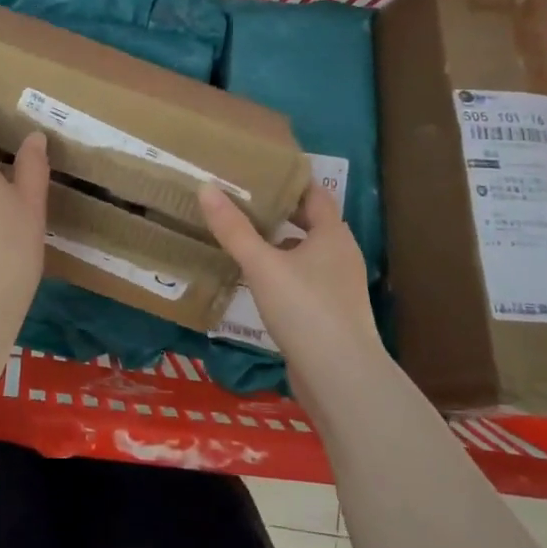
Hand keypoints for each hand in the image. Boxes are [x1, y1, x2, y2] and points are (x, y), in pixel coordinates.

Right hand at [198, 182, 387, 387]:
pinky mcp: (329, 314)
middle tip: (243, 200)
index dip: (290, 181)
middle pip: (310, 223)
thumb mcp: (262, 264)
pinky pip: (302, 281)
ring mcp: (338, 287)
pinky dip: (281, 273)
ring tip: (242, 236)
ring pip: (305, 254)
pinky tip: (255, 280)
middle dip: (280, 212)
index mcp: (333, 235)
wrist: (340, 377)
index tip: (260, 170)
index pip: (315, 194)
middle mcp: (340, 256)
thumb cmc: (305, 309)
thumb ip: (233, 228)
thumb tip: (206, 187)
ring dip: (279, 244)